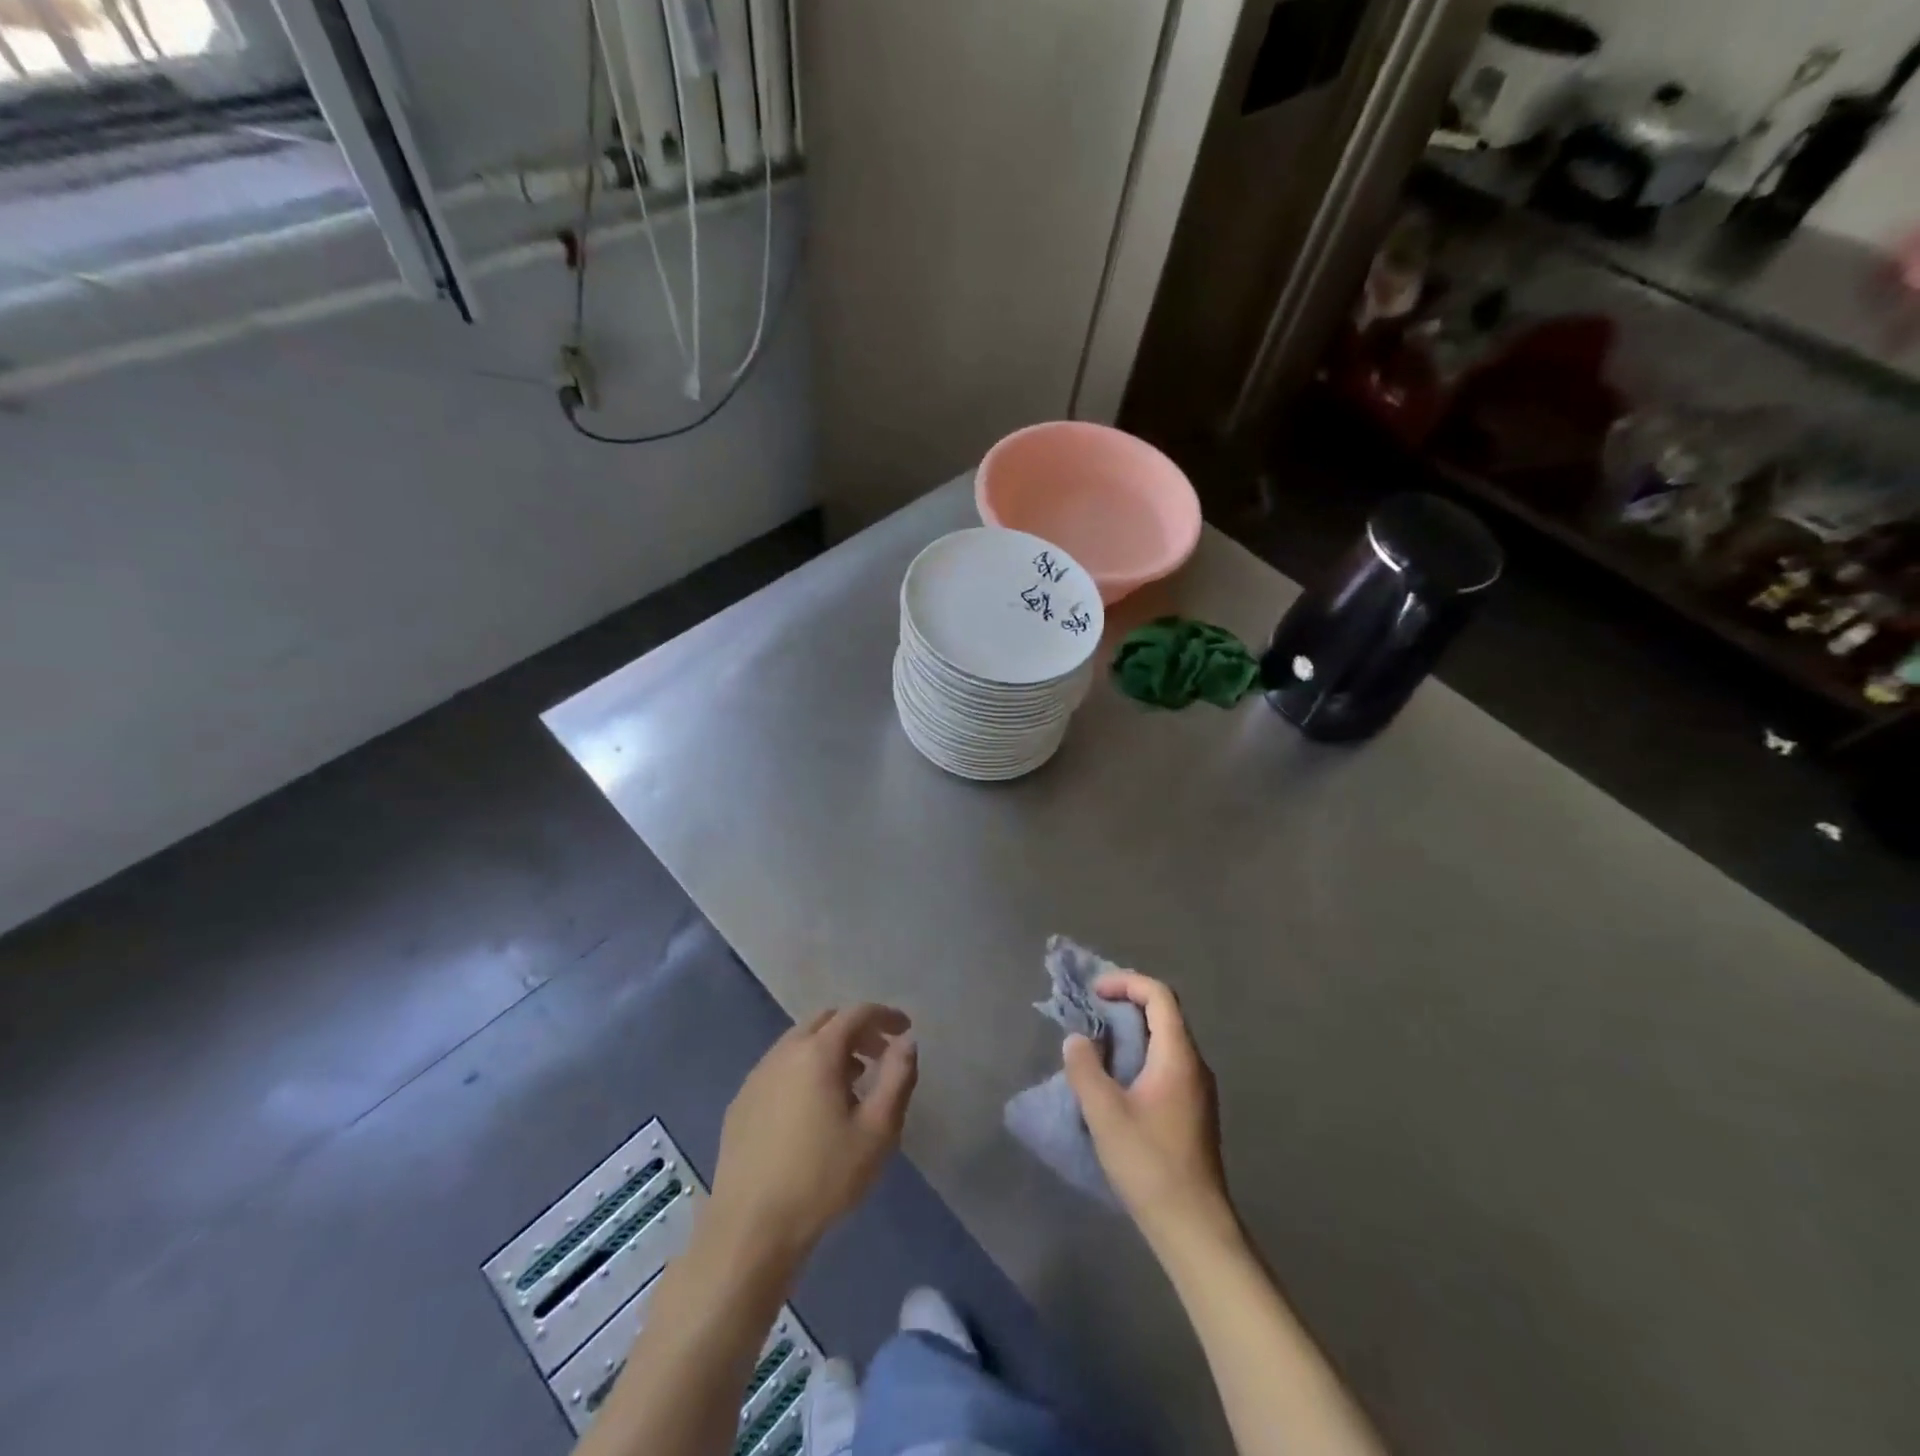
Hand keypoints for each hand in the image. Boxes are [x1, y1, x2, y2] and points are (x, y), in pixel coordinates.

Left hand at [706, 1005, 917, 1268]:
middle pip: (826, 1021)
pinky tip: (813, 1109)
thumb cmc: (823, 1178)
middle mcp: (784, 1052)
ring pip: (799, 1043)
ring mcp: (757, 1076)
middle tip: (880, 1055)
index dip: (885, 1015)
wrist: (750, 1229)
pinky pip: (780, 1068)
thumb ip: (898, 1078)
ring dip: (830, 1050)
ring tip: (852, 1084)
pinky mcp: (741, 1102)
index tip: (905, 1029)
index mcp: (817, 1052)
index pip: (856, 1014)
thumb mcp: (877, 1131)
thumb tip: (906, 1042)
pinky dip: (804, 1069)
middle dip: (857, 1030)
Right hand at [1062, 972, 1232, 1245]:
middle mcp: (1194, 1065)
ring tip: (1096, 1044)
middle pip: (1164, 1014)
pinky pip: (1165, 1064)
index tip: (1094, 993)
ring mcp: (1197, 1090)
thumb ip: (1085, 1069)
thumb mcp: (1105, 1113)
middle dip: (1125, 1004)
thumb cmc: (1149, 1164)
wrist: (1193, 1227)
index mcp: (1178, 1056)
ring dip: (1130, 1032)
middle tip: (1090, 1013)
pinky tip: (1115, 1081)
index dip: (1126, 983)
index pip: (1159, 995)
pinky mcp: (1192, 1112)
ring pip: (1164, 1041)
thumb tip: (1078, 1040)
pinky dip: (1138, 1056)